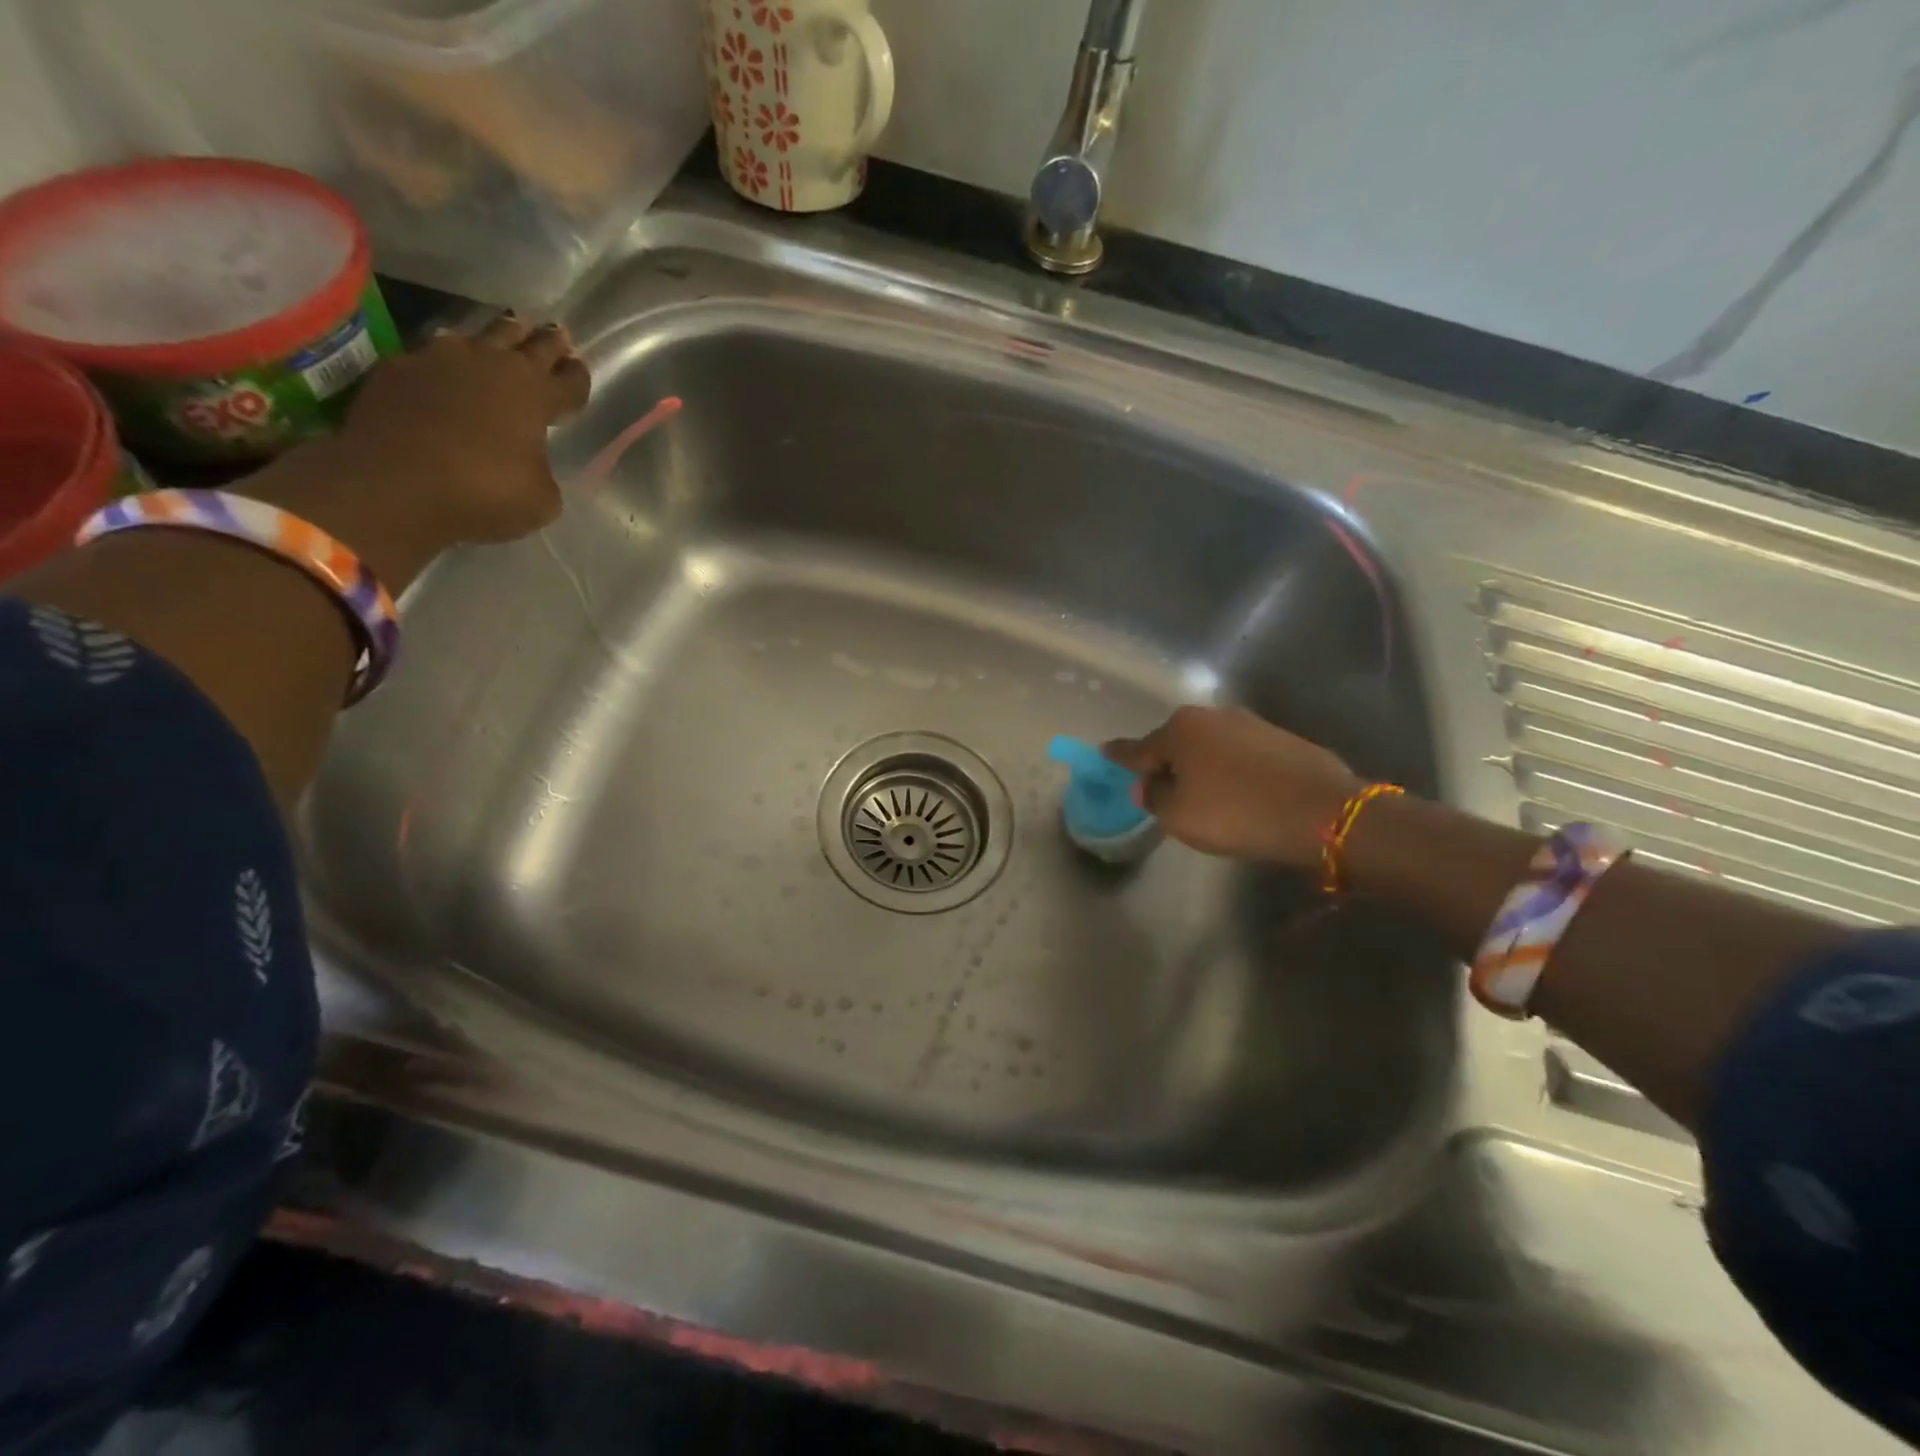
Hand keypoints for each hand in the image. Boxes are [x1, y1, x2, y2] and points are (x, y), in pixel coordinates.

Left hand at [248, 314, 592, 591]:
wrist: (393, 482)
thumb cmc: (484, 492)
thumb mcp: (540, 499)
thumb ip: (543, 472)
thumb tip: (530, 463)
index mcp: (536, 396)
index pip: (570, 380)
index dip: (578, 377)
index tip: (580, 370)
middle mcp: (493, 365)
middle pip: (530, 344)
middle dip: (548, 342)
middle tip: (558, 334)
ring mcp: (441, 359)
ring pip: (479, 336)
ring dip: (497, 338)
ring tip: (504, 337)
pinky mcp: (398, 367)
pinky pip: (432, 355)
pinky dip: (447, 362)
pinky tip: (446, 370)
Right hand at [1103, 706, 1361, 867]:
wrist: (1322, 811)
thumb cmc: (1236, 812)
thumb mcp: (1178, 815)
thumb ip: (1153, 797)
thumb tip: (1149, 784)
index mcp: (1179, 729)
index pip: (1138, 747)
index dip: (1120, 756)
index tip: (1104, 754)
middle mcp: (1211, 716)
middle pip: (1176, 743)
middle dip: (1166, 762)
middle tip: (1161, 789)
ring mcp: (1250, 723)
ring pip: (1210, 747)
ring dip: (1202, 766)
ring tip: (1204, 795)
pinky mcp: (1281, 738)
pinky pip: (1240, 755)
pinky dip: (1232, 770)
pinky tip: (1238, 791)